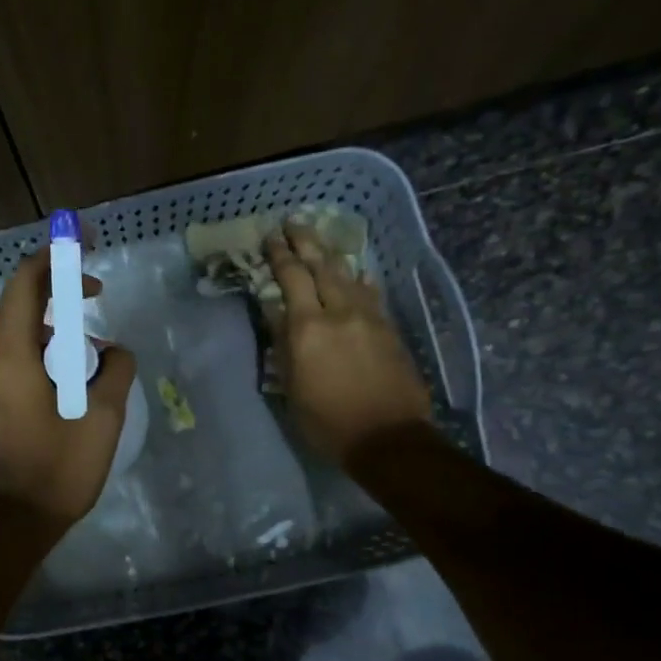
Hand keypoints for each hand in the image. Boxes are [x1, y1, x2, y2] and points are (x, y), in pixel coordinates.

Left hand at [0, 253, 137, 532]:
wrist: (10, 521)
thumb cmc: (56, 468)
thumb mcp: (101, 417)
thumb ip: (115, 371)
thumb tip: (115, 353)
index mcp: (12, 354)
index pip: (25, 283)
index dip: (54, 256)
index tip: (84, 246)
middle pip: (20, 304)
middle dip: (57, 289)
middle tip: (95, 291)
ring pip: (20, 334)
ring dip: (55, 327)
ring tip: (94, 347)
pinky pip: (18, 359)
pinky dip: (46, 352)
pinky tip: (75, 377)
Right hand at [267, 224, 431, 464]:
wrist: (388, 437)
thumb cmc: (327, 420)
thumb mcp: (291, 387)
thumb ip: (284, 344)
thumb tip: (276, 312)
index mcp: (308, 328)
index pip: (291, 278)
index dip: (280, 255)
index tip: (271, 236)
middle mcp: (339, 312)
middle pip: (322, 266)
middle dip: (305, 242)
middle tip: (294, 223)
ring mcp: (369, 317)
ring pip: (348, 275)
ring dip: (332, 256)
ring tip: (321, 243)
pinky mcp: (389, 328)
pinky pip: (370, 293)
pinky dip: (358, 279)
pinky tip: (356, 274)